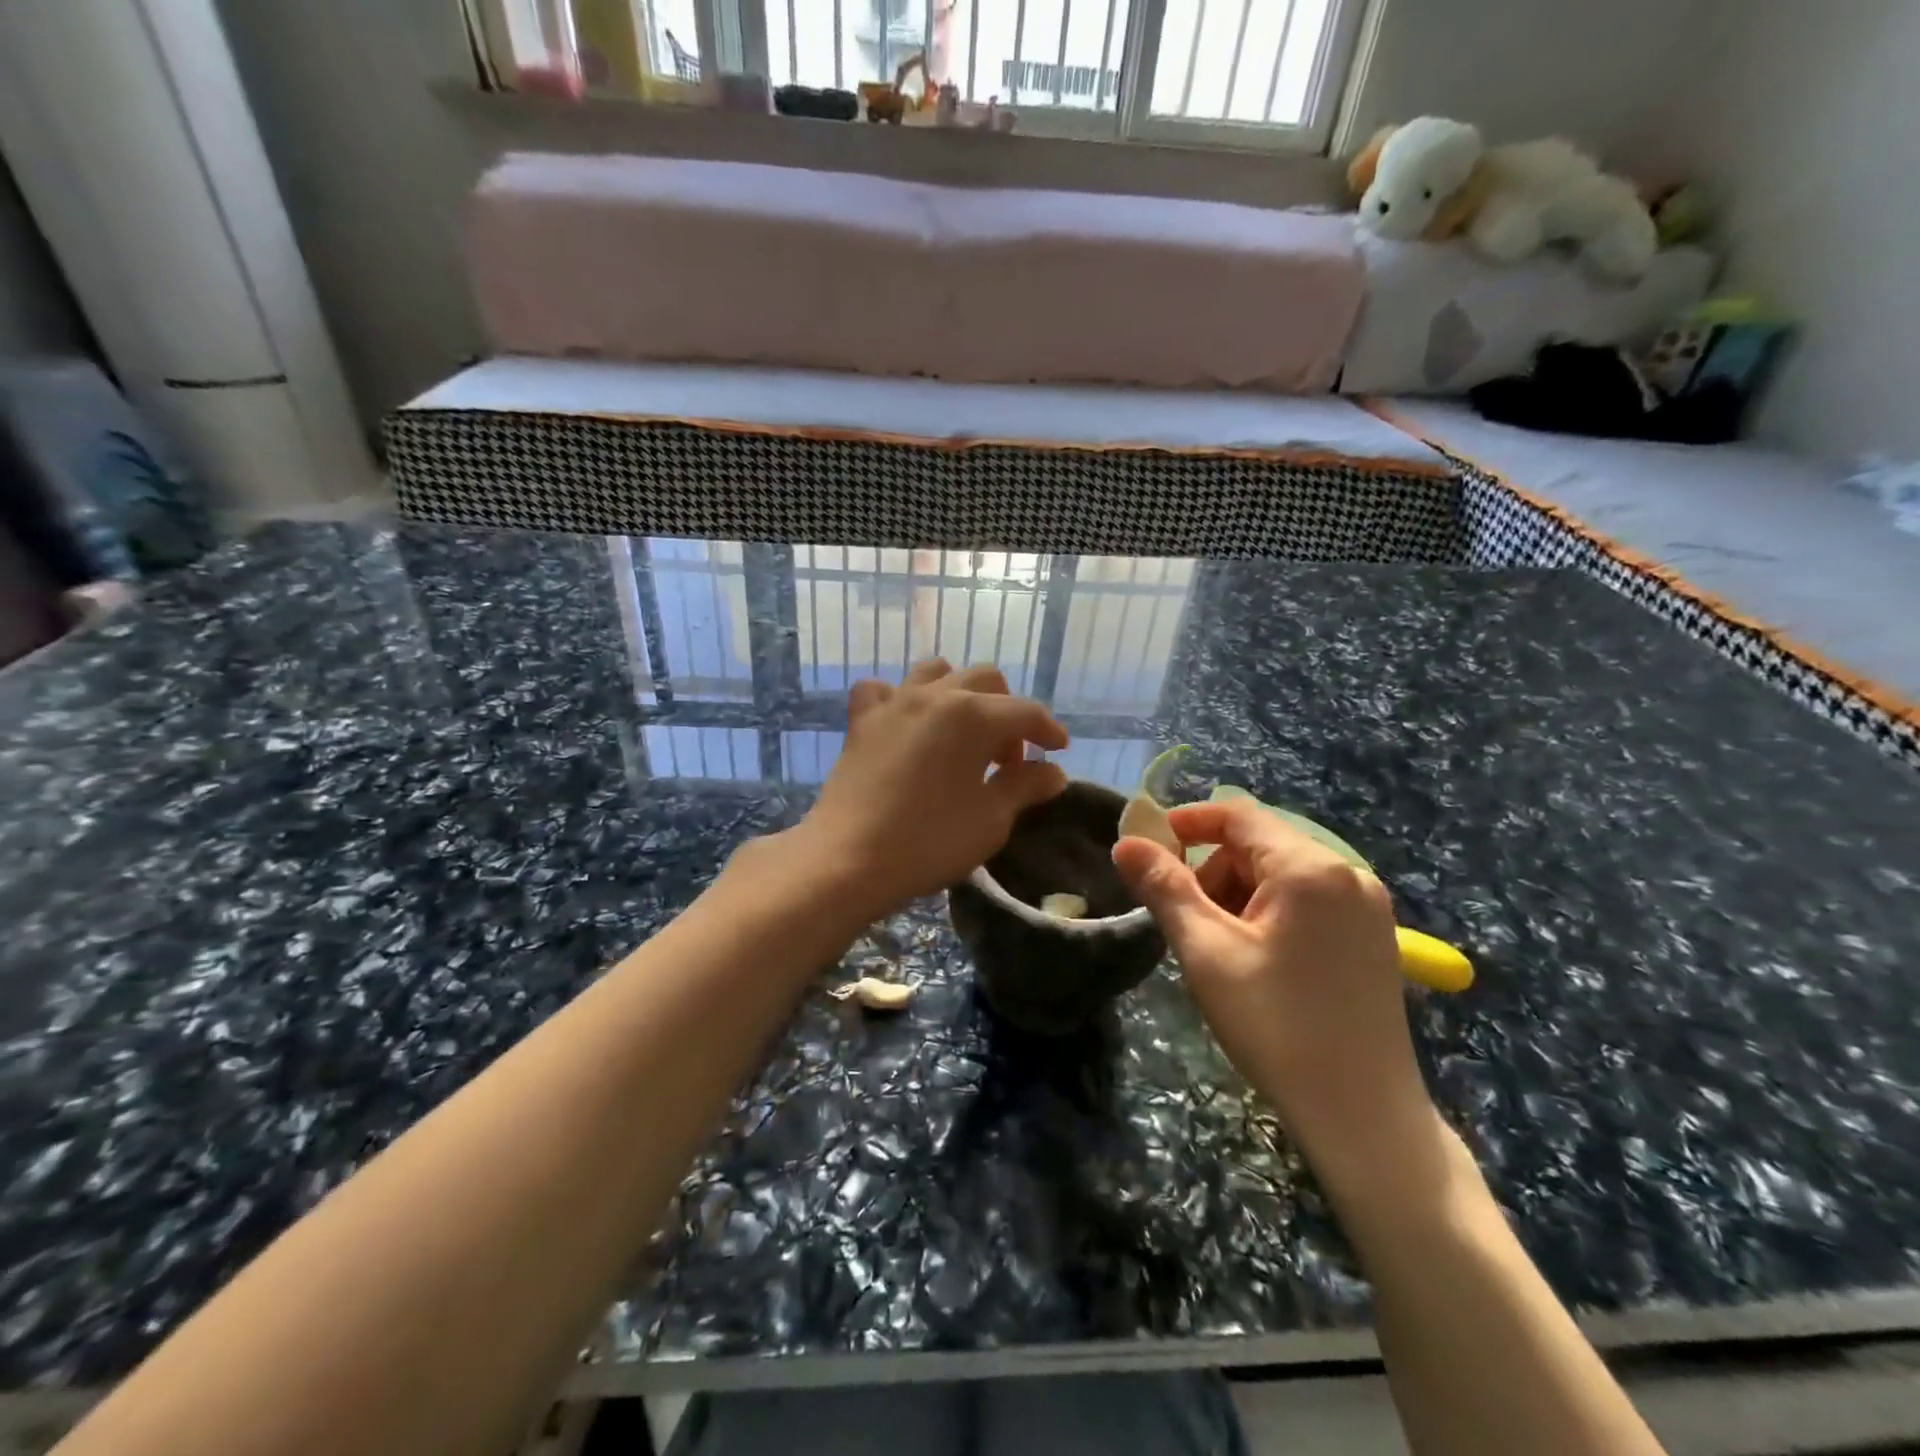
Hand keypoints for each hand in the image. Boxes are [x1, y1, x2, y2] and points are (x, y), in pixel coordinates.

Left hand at [796, 659, 1068, 914]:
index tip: (1059, 751)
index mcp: (973, 715)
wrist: (848, 858)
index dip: (1048, 730)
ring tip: (964, 733)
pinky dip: (902, 699)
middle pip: (985, 680)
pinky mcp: (862, 720)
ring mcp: (894, 703)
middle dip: (1007, 712)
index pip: (1024, 712)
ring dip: (960, 693)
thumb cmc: (929, 841)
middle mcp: (935, 695)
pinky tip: (907, 724)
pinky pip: (885, 691)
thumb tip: (1054, 772)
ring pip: (937, 672)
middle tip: (1009, 759)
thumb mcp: (991, 819)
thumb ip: (1025, 787)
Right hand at [1111, 797, 1438, 1194]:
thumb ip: (1164, 888)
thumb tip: (1126, 843)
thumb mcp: (1206, 952)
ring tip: (1222, 952)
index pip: (1237, 815)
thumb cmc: (1276, 1026)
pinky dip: (1269, 914)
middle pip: (1258, 846)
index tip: (1147, 852)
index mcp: (1310, 868)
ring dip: (1238, 897)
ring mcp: (1367, 906)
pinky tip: (1258, 962)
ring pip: (1280, 875)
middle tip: (1188, 924)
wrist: (1363, 1116)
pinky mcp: (1373, 937)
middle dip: (1212, 873)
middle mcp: (1348, 873)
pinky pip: (1307, 901)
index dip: (1186, 823)